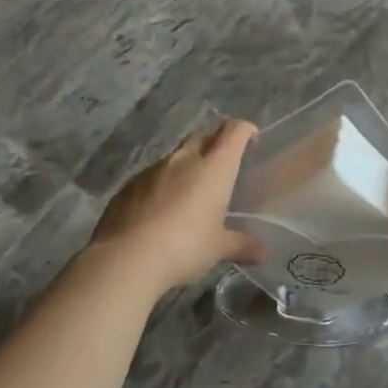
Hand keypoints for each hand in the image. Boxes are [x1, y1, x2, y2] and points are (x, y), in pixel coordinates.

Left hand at [84, 119, 261, 294]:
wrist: (126, 259)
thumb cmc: (185, 246)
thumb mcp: (218, 248)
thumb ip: (241, 245)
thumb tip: (262, 252)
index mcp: (214, 167)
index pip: (234, 132)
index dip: (244, 129)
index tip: (251, 137)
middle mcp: (184, 159)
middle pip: (202, 137)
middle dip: (213, 144)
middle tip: (219, 166)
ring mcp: (152, 170)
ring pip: (174, 158)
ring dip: (184, 168)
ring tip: (187, 193)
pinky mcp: (127, 186)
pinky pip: (150, 178)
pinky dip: (160, 186)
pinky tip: (158, 212)